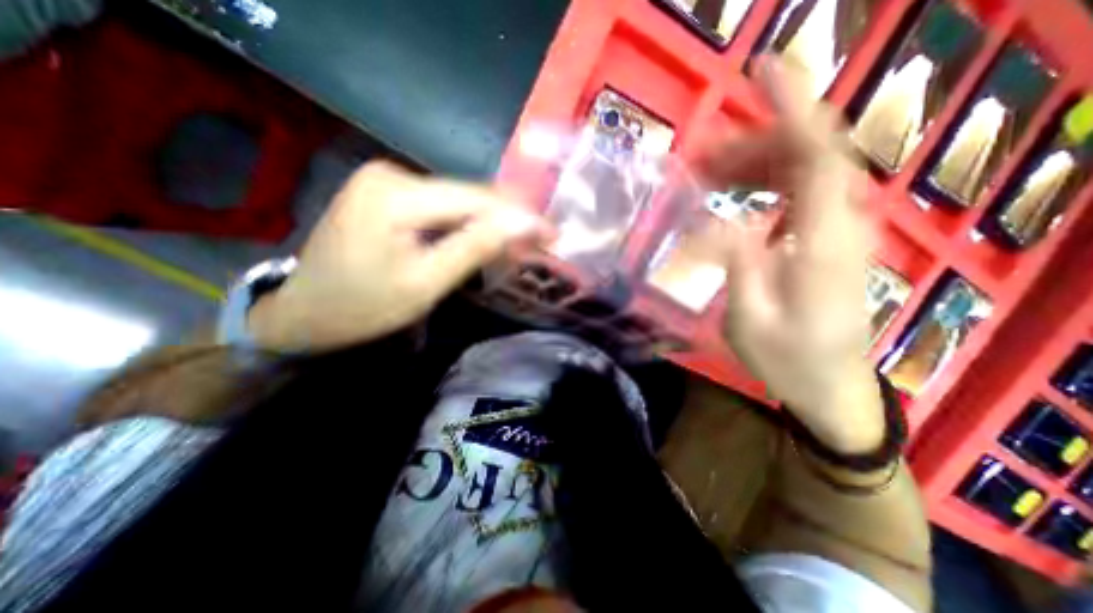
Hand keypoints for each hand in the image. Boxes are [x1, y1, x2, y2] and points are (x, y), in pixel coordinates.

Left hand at [251, 161, 550, 354]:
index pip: (475, 198)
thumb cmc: (364, 307)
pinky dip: (467, 222)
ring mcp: (387, 179)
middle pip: (467, 195)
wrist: (305, 311)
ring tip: (520, 242)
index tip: (552, 233)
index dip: (519, 215)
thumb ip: (474, 248)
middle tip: (540, 241)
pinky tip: (485, 237)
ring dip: (490, 221)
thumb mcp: (425, 284)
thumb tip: (522, 225)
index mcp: (395, 196)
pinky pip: (441, 204)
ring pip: (458, 199)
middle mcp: (391, 174)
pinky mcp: (388, 192)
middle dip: (508, 218)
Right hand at [696, 60, 881, 454]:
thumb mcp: (749, 316)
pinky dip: (760, 182)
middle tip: (698, 156)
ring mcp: (832, 227)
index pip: (818, 151)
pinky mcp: (820, 237)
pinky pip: (794, 192)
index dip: (792, 104)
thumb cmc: (788, 358)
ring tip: (703, 174)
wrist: (829, 384)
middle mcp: (839, 221)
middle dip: (750, 141)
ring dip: (751, 162)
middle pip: (805, 153)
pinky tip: (729, 195)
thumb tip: (707, 218)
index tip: (758, 70)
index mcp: (824, 240)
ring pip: (799, 169)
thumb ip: (735, 261)